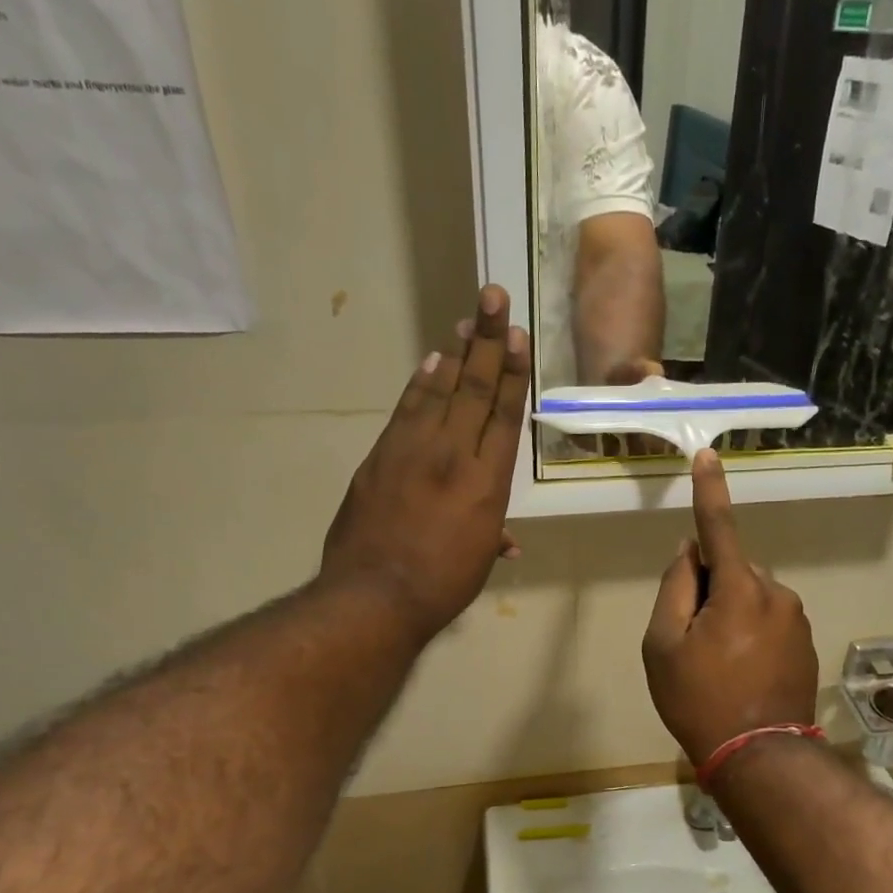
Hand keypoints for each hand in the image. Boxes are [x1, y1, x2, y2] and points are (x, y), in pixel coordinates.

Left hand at [321, 285, 529, 640]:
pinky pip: (406, 410)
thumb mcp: (478, 560)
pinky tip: (431, 362)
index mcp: (488, 482)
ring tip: (466, 319)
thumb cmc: (441, 585)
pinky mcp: (381, 456)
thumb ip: (493, 536)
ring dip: (455, 353)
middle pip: (475, 389)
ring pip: (440, 391)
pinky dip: (419, 384)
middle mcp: (455, 454)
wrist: (375, 595)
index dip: (513, 372)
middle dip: (486, 341)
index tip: (517, 336)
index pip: (504, 414)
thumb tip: (507, 541)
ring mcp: (414, 450)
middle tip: (493, 297)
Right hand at [642, 450, 818, 765]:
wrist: (759, 756)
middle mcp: (776, 593)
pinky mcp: (805, 643)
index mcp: (741, 589)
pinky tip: (740, 674)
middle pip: (731, 572)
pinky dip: (749, 635)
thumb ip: (676, 587)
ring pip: (750, 598)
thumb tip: (692, 550)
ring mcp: (796, 619)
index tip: (707, 455)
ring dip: (729, 615)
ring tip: (717, 666)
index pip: (719, 527)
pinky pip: (767, 621)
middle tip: (692, 642)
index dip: (709, 490)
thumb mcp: (664, 644)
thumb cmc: (699, 699)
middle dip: (709, 590)